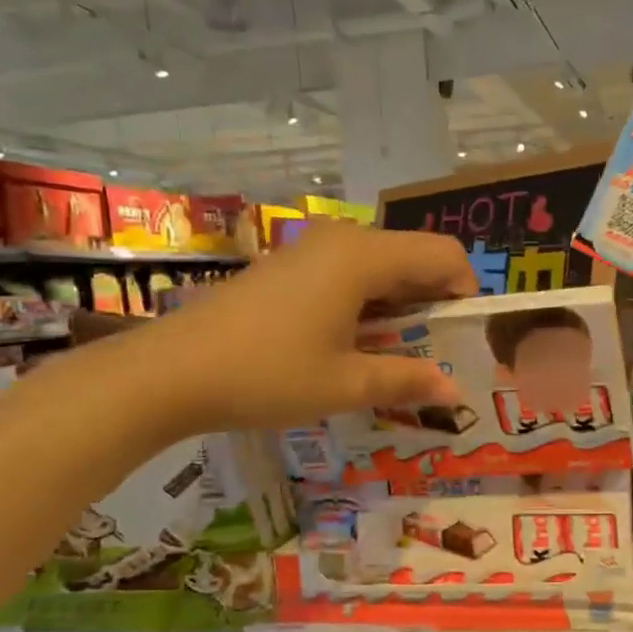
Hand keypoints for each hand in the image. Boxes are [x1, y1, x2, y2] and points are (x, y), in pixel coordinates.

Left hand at [112, 223, 476, 437]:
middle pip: (413, 258)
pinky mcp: (288, 268)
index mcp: (364, 257)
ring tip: (392, 358)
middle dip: (432, 304)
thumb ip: (407, 380)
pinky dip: (366, 305)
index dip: (464, 293)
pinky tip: (350, 347)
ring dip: (399, 308)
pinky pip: (348, 275)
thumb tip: (454, 390)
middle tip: (432, 356)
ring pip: (380, 268)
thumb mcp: (346, 385)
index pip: (443, 255)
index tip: (458, 340)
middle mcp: (341, 241)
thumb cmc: (266, 374)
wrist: (169, 372)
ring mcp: (310, 251)